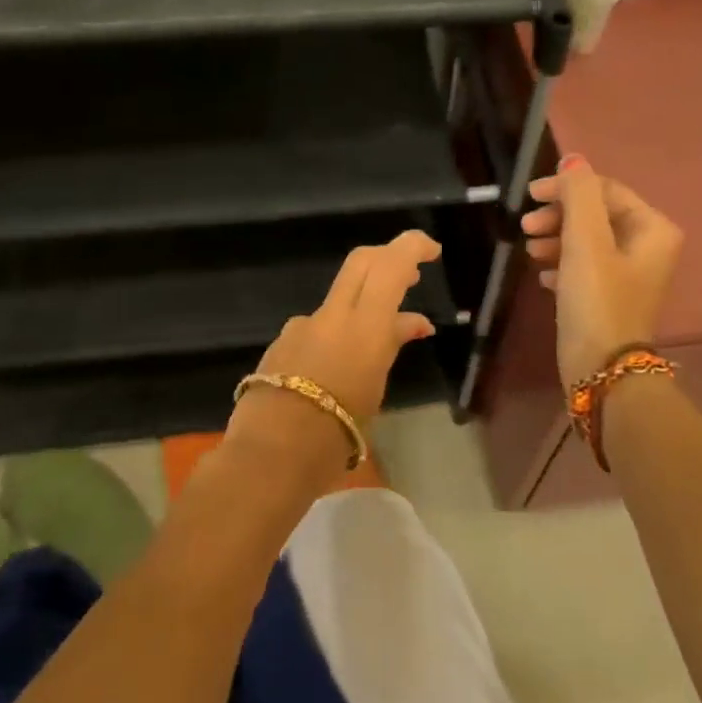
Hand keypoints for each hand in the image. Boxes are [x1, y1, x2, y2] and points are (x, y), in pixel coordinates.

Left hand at [225, 229, 440, 488]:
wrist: (270, 455)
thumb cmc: (337, 433)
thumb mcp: (375, 389)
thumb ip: (390, 346)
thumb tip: (412, 324)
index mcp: (365, 326)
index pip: (391, 264)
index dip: (412, 247)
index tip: (431, 251)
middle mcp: (332, 315)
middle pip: (361, 262)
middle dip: (388, 259)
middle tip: (409, 275)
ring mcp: (302, 326)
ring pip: (339, 300)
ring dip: (361, 310)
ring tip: (375, 350)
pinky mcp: (281, 343)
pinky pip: (315, 328)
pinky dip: (334, 337)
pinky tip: (334, 370)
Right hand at [522, 155, 682, 390]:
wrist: (602, 370)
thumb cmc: (597, 300)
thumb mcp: (585, 241)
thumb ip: (578, 195)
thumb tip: (573, 159)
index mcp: (652, 229)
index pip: (606, 190)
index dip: (567, 188)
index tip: (530, 196)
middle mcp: (647, 247)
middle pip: (596, 215)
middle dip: (559, 216)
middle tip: (526, 227)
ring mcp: (629, 275)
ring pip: (587, 241)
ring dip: (556, 239)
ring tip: (529, 250)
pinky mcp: (609, 298)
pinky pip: (583, 268)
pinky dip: (562, 265)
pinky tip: (542, 275)